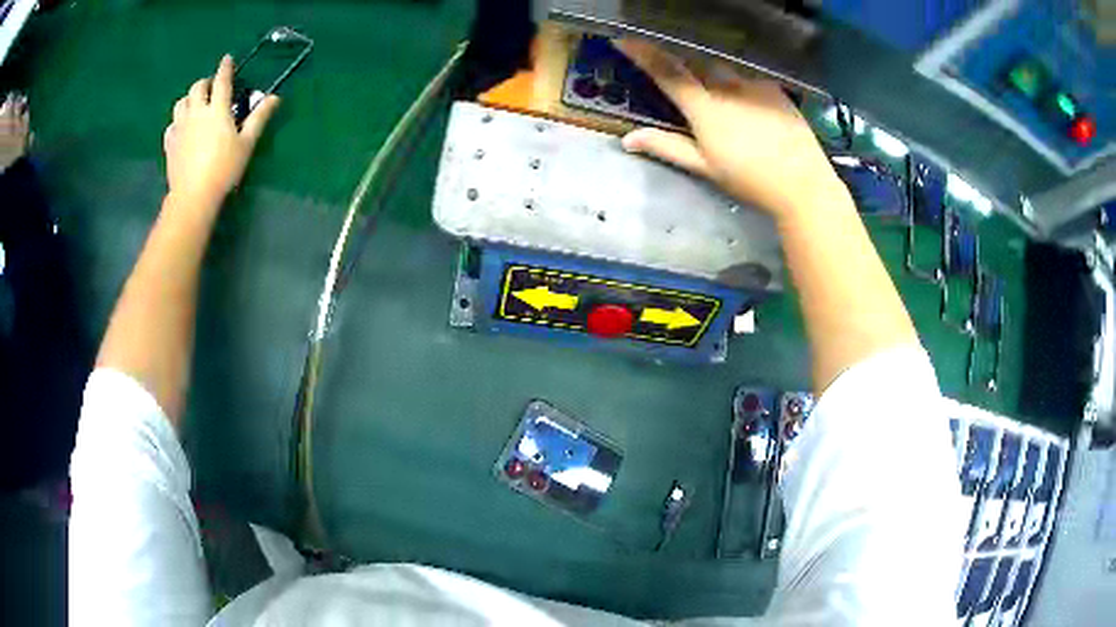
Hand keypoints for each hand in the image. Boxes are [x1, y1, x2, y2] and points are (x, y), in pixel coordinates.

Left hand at [164, 55, 279, 206]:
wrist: (193, 196)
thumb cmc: (223, 169)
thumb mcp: (246, 143)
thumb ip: (259, 118)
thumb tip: (275, 97)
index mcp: (217, 109)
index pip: (222, 80)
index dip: (225, 67)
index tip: (227, 59)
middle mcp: (196, 112)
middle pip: (197, 87)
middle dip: (205, 83)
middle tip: (211, 88)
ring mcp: (180, 127)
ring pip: (181, 102)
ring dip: (189, 99)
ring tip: (195, 106)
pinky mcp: (170, 143)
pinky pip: (171, 124)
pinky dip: (178, 121)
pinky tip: (183, 128)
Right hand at [616, 40, 842, 218]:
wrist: (802, 183)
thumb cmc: (750, 180)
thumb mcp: (705, 167)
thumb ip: (666, 147)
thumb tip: (628, 139)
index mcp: (705, 108)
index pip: (668, 72)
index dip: (643, 54)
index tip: (624, 39)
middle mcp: (727, 87)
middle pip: (696, 64)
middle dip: (683, 67)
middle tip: (682, 82)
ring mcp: (754, 85)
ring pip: (723, 70)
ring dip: (712, 76)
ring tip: (720, 99)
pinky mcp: (774, 89)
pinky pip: (748, 78)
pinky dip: (739, 86)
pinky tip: (749, 107)